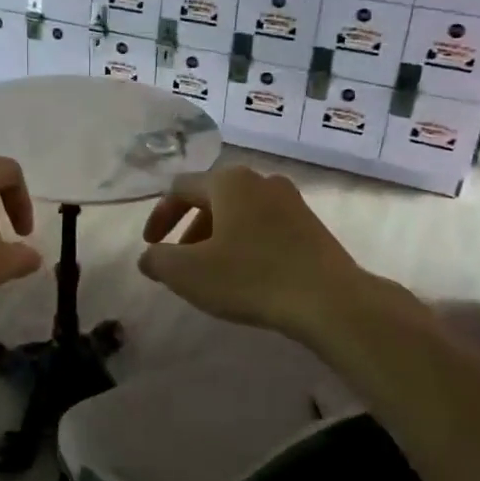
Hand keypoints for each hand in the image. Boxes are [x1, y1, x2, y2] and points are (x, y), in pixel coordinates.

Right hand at [139, 166, 418, 341]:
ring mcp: (291, 201)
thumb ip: (158, 260)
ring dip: (217, 237)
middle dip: (189, 229)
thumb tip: (149, 257)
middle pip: (211, 198)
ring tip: (213, 272)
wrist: (330, 300)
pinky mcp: (311, 225)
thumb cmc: (251, 278)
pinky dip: (245, 243)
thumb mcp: (189, 273)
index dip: (159, 216)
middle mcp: (260, 180)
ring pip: (240, 213)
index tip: (150, 245)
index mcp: (228, 182)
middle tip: (181, 261)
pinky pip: (265, 226)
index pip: (179, 188)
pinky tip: (247, 275)